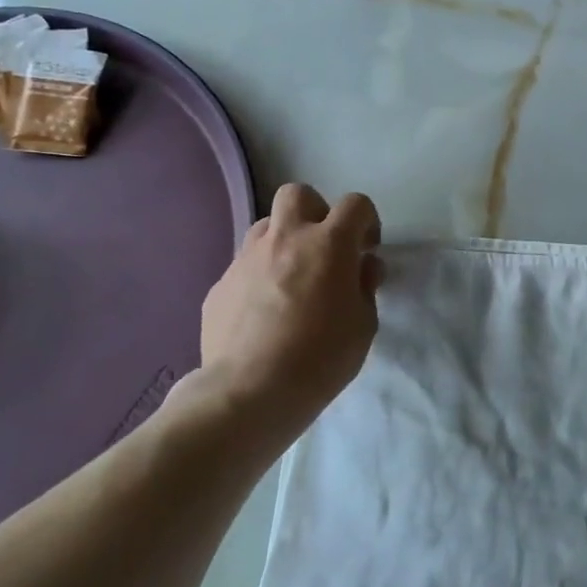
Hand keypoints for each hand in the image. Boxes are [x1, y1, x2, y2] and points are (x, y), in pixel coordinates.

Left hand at [172, 185, 383, 452]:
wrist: (249, 393)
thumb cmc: (321, 357)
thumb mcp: (365, 324)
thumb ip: (365, 286)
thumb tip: (361, 267)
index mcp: (329, 244)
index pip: (355, 204)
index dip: (366, 221)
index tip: (366, 251)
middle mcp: (286, 239)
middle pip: (298, 194)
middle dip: (316, 212)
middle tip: (324, 249)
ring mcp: (247, 259)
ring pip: (266, 226)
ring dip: (284, 241)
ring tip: (292, 278)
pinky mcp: (219, 286)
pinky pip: (244, 266)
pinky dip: (259, 277)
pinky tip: (264, 312)